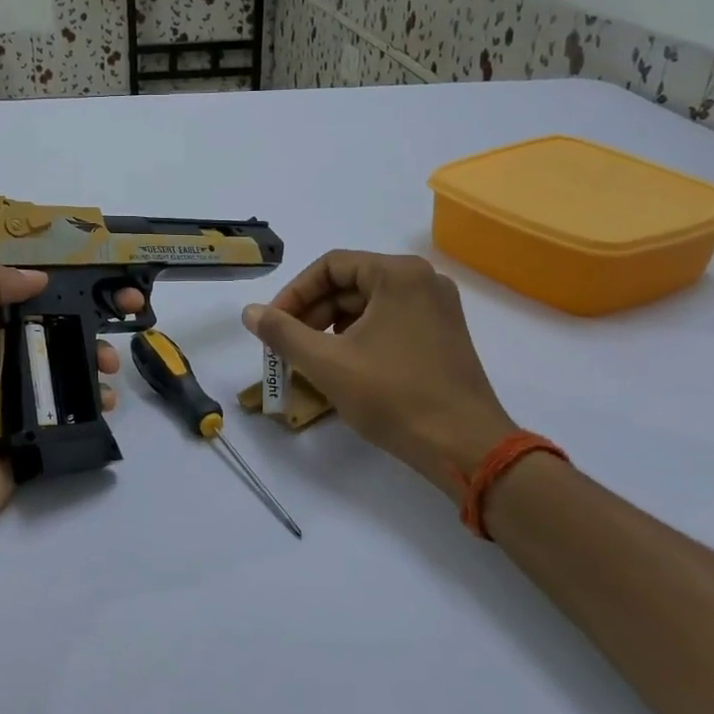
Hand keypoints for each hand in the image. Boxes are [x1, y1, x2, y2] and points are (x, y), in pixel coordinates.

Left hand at [0, 265, 139, 543]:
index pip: (30, 292)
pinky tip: (106, 400)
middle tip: (131, 310)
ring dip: (98, 357)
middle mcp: (6, 353)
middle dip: (95, 315)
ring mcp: (24, 392)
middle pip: (59, 324)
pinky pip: (76, 406)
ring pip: (72, 363)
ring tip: (109, 366)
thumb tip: (39, 277)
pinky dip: (97, 399)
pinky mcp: (40, 426)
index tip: (103, 274)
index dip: (66, 279)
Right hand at [241, 251, 516, 493]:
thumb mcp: (327, 363)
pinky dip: (359, 337)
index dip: (294, 293)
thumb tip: (250, 312)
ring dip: (332, 327)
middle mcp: (423, 281)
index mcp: (398, 275)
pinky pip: (390, 322)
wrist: (464, 447)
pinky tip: (344, 367)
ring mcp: (438, 309)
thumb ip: (282, 332)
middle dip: (312, 312)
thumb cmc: (393, 396)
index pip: (330, 266)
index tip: (272, 325)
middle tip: (286, 346)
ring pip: (369, 305)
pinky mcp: (443, 336)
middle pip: (351, 283)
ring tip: (310, 359)